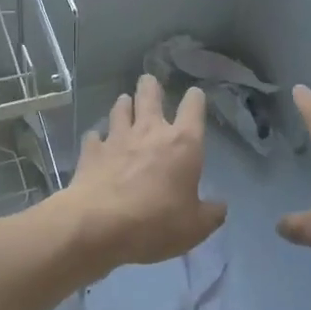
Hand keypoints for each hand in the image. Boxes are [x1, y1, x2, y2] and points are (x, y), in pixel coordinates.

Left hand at [60, 74, 226, 269]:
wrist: (99, 225)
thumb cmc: (156, 222)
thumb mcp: (195, 227)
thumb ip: (211, 214)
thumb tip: (220, 206)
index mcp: (183, 143)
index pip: (193, 108)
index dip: (195, 99)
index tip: (195, 95)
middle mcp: (150, 131)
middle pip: (150, 95)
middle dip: (150, 86)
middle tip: (149, 82)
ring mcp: (117, 138)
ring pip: (120, 109)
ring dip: (124, 105)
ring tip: (125, 103)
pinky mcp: (91, 151)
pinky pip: (94, 136)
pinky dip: (97, 137)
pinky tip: (97, 141)